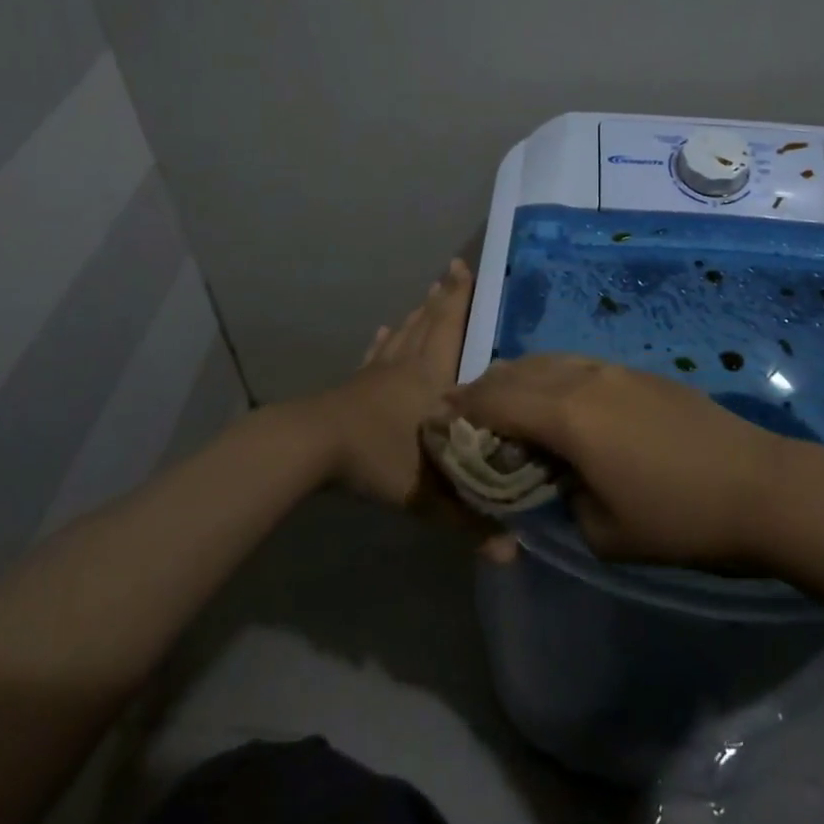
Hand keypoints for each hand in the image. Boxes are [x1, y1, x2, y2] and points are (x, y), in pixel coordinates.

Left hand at [299, 259, 513, 557]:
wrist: (310, 448)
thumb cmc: (376, 458)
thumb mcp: (427, 494)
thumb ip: (469, 521)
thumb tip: (513, 555)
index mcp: (431, 379)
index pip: (451, 330)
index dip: (461, 300)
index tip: (466, 268)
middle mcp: (408, 366)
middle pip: (429, 323)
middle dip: (444, 296)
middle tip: (454, 269)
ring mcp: (377, 373)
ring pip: (404, 333)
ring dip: (419, 313)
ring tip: (428, 295)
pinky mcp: (355, 384)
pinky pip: (375, 354)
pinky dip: (383, 339)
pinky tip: (384, 329)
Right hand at [446, 355, 784, 567]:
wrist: (760, 487)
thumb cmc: (678, 519)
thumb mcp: (603, 531)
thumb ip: (560, 497)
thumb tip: (552, 476)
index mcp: (567, 416)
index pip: (496, 402)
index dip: (461, 411)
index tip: (437, 422)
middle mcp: (584, 379)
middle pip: (517, 372)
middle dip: (482, 389)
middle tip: (461, 411)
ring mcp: (615, 370)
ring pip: (548, 361)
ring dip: (517, 378)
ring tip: (502, 402)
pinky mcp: (639, 374)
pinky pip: (577, 365)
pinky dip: (550, 377)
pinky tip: (555, 400)